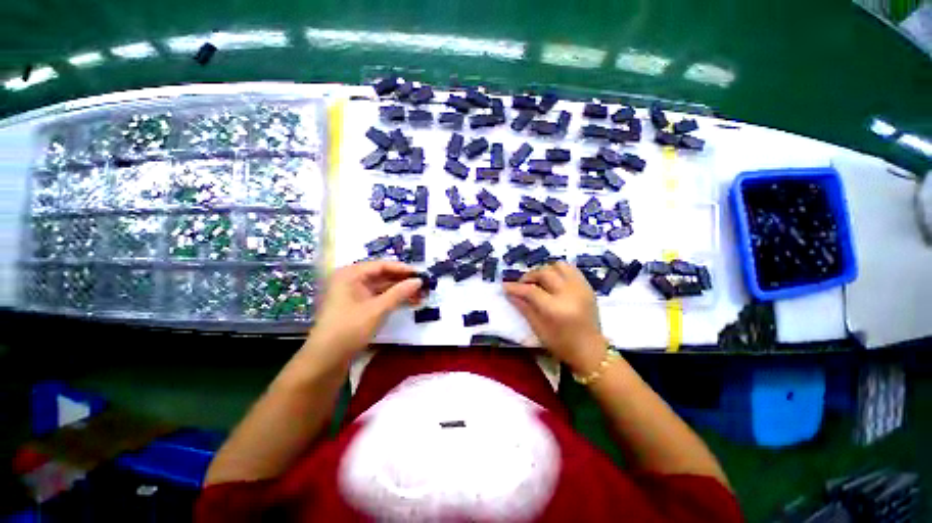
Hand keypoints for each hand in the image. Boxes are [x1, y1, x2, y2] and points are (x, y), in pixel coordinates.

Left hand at [308, 261, 421, 363]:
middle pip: (379, 276)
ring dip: (396, 292)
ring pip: (377, 288)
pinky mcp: (352, 308)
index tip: (422, 275)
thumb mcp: (376, 310)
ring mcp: (349, 295)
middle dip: (401, 282)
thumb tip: (418, 281)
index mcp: (350, 274)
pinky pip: (373, 298)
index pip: (381, 265)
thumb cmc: (350, 328)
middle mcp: (348, 280)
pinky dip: (388, 301)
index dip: (402, 269)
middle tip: (423, 288)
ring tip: (418, 297)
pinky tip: (403, 305)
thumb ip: (398, 294)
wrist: (327, 355)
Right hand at [504, 262, 607, 373]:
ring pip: (559, 266)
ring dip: (546, 270)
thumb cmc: (562, 346)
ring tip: (540, 281)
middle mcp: (569, 293)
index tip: (505, 286)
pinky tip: (555, 282)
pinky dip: (560, 272)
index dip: (516, 287)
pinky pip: (572, 270)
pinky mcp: (588, 287)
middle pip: (545, 273)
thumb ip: (525, 310)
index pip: (531, 291)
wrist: (590, 350)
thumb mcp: (540, 331)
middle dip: (529, 276)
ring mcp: (581, 288)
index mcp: (555, 309)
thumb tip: (510, 294)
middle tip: (522, 285)